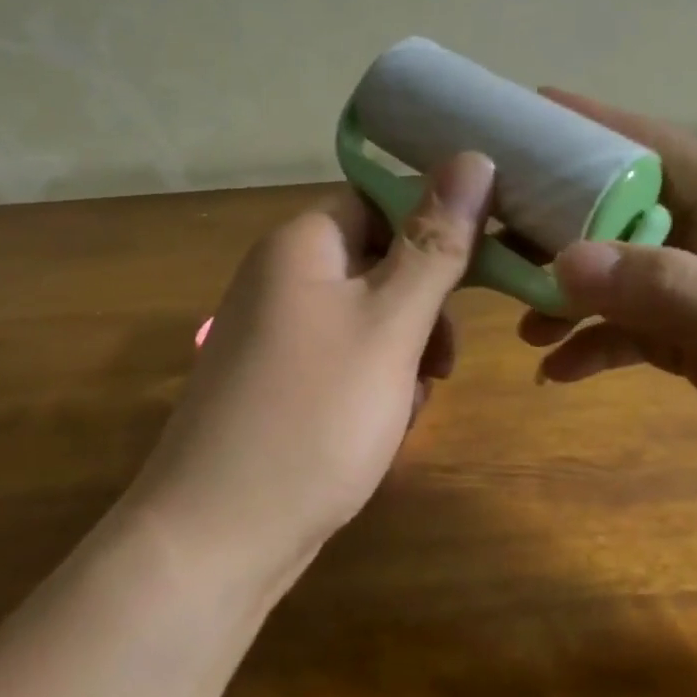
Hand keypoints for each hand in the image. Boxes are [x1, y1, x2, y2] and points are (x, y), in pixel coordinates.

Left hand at [128, 152, 495, 591]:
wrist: (216, 540)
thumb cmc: (314, 416)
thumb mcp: (391, 324)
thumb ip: (435, 243)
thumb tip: (474, 157)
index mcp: (302, 244)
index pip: (382, 200)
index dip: (435, 228)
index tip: (481, 271)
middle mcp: (281, 277)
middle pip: (379, 261)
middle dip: (423, 308)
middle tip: (442, 360)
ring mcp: (275, 333)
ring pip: (369, 317)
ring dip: (405, 351)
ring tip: (411, 403)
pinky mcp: (277, 382)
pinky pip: (344, 359)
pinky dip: (375, 383)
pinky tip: (385, 427)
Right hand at [522, 92, 696, 558]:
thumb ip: (675, 292)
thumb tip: (566, 260)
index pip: (657, 149)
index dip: (591, 126)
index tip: (521, 116)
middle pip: (624, 212)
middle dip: (558, 217)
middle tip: (489, 229)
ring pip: (622, 276)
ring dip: (569, 291)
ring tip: (517, 317)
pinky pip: (636, 334)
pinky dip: (595, 346)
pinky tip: (557, 371)